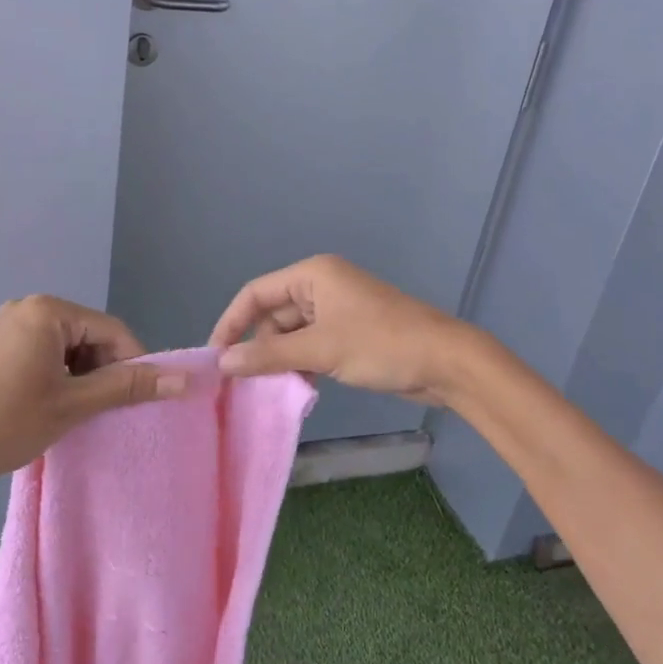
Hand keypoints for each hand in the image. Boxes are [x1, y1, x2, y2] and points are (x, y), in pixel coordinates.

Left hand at [0, 296, 186, 489]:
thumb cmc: (6, 421)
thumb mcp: (73, 405)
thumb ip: (128, 387)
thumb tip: (185, 379)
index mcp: (49, 311)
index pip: (112, 330)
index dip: (133, 364)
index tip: (138, 400)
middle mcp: (30, 306)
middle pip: (90, 335)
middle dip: (104, 371)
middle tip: (104, 411)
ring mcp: (10, 324)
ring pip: (69, 346)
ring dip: (82, 376)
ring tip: (78, 412)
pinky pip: (45, 351)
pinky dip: (59, 375)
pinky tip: (53, 404)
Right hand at [209, 254, 476, 405]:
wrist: (446, 361)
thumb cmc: (380, 344)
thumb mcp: (320, 349)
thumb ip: (269, 355)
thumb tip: (223, 363)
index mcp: (312, 274)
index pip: (256, 293)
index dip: (232, 323)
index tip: (216, 357)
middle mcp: (321, 286)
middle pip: (273, 314)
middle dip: (260, 346)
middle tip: (245, 382)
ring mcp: (337, 310)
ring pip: (292, 334)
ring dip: (282, 359)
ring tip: (273, 388)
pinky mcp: (349, 333)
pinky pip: (312, 345)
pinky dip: (302, 364)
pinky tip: (301, 387)